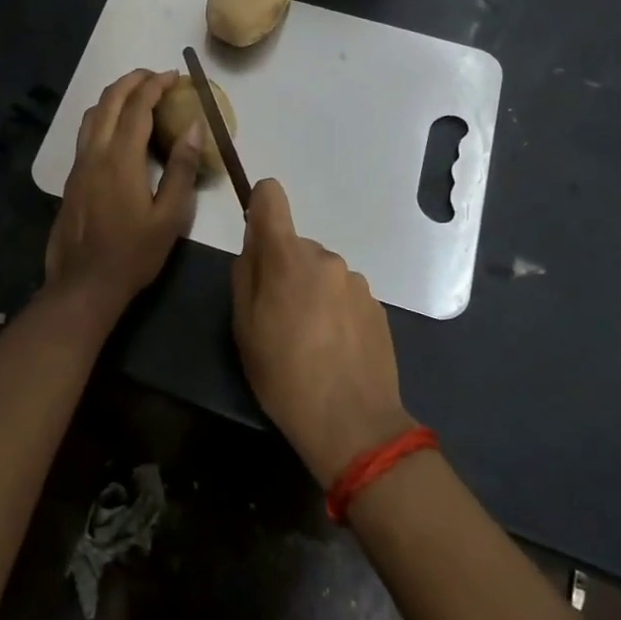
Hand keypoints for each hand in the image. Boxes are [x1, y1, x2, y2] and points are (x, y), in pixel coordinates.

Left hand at [46, 70, 201, 308]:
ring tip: (137, 96)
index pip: (137, 106)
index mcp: (121, 158)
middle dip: (133, 80)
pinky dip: (103, 115)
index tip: (174, 75)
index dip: (155, 85)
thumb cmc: (133, 254)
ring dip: (114, 96)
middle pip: (109, 100)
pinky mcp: (71, 178)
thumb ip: (183, 169)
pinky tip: (118, 129)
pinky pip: (86, 132)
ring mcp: (78, 165)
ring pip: (92, 114)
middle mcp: (95, 153)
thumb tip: (194, 126)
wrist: (83, 285)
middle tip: (156, 77)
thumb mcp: (170, 216)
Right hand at [231, 179, 413, 484]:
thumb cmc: (284, 375)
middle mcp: (325, 256)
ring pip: (321, 272)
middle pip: (295, 246)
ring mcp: (356, 280)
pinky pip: (344, 293)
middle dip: (285, 269)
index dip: (259, 206)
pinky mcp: (376, 304)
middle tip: (278, 317)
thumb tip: (254, 245)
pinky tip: (334, 348)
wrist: (353, 423)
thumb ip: (245, 275)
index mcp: (288, 256)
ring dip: (312, 291)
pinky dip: (335, 310)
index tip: (256, 238)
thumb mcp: (244, 328)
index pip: (272, 196)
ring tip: (310, 340)